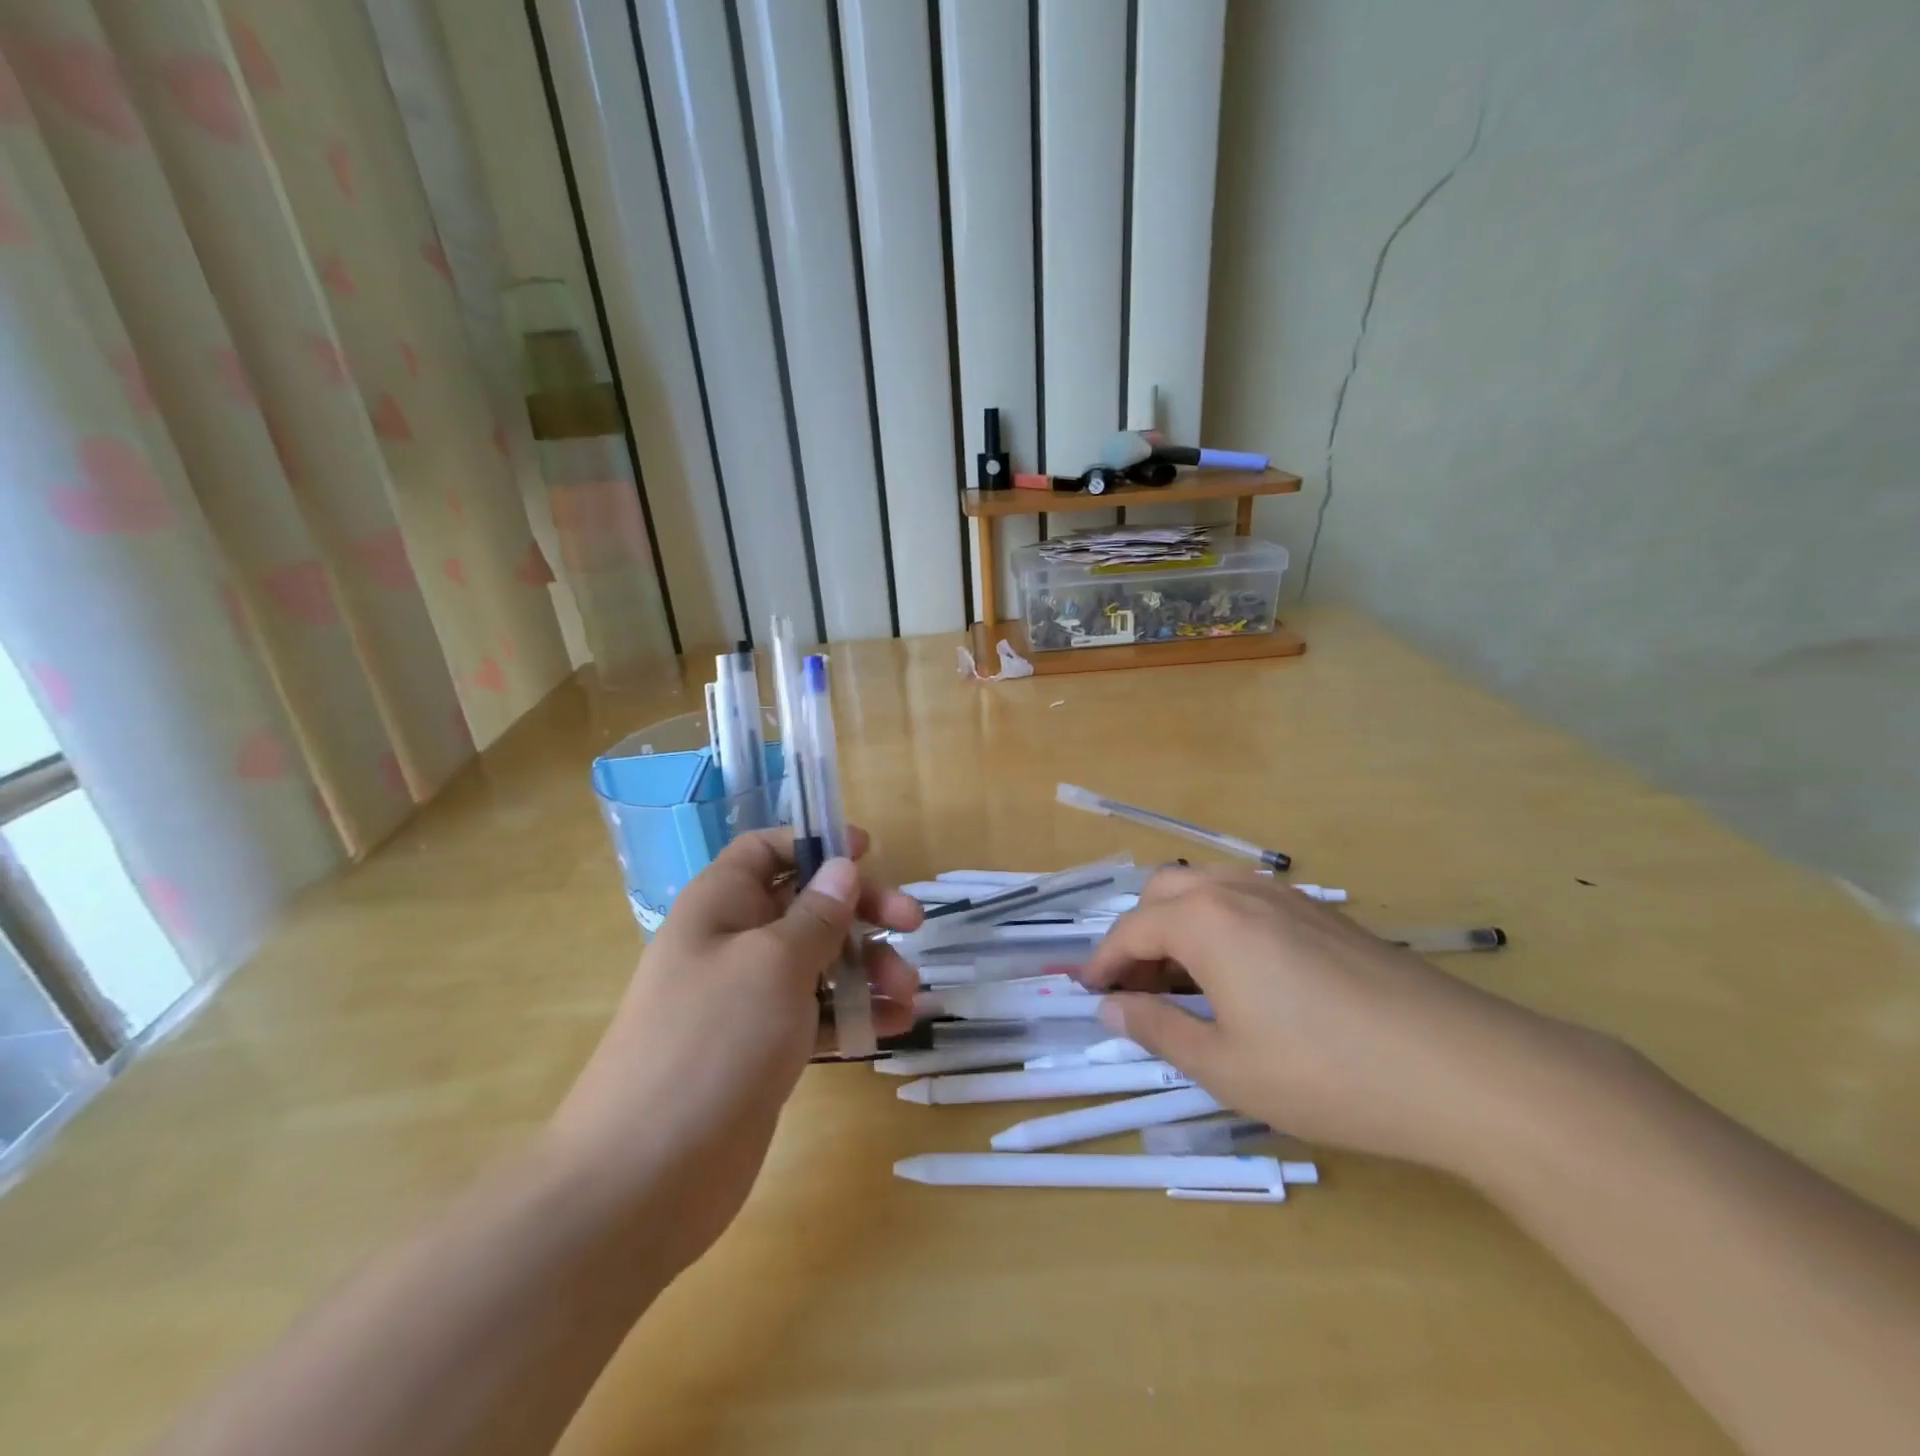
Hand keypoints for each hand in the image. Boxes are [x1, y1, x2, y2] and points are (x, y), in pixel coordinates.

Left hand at [545, 828, 921, 1269]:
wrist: (644, 1180)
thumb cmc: (711, 1044)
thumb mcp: (773, 964)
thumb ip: (816, 915)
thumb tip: (841, 866)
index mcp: (720, 905)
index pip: (766, 850)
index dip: (814, 843)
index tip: (868, 852)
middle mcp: (734, 943)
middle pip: (806, 905)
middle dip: (861, 911)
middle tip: (912, 924)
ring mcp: (748, 1000)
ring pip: (819, 962)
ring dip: (868, 969)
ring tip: (909, 995)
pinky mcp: (764, 1049)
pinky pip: (818, 1014)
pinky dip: (855, 1015)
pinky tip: (894, 1027)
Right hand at [1078, 867, 1573, 1174]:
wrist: (1461, 1069)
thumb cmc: (1326, 1073)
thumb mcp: (1225, 1067)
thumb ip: (1157, 1029)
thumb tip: (1110, 1007)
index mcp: (1205, 921)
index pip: (1131, 930)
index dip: (1103, 962)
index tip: (1089, 994)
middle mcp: (1238, 892)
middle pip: (1164, 892)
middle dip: (1138, 934)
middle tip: (1137, 989)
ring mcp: (1286, 897)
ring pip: (1207, 890)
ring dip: (1179, 925)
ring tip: (1186, 983)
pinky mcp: (1323, 913)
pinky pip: (1247, 901)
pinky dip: (1220, 925)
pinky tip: (1242, 976)